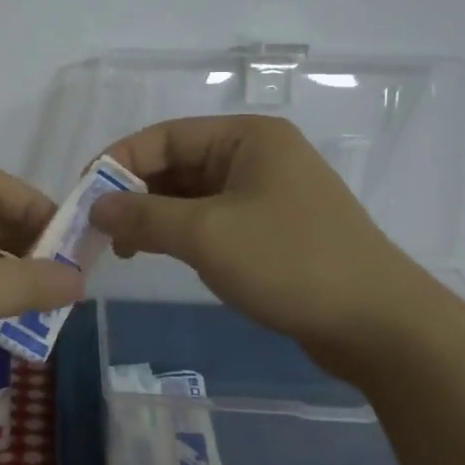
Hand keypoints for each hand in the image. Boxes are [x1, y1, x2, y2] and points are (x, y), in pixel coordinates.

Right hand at [89, 115, 461, 385]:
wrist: (381, 326)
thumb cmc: (290, 262)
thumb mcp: (206, 235)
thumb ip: (143, 216)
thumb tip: (95, 207)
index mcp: (246, 137)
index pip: (163, 137)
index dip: (118, 162)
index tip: (83, 197)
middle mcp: (256, 155)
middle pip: (176, 164)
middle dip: (133, 194)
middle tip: (97, 230)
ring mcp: (267, 193)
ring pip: (191, 195)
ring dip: (154, 217)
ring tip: (122, 248)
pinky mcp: (272, 229)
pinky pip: (211, 219)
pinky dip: (180, 234)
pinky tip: (158, 254)